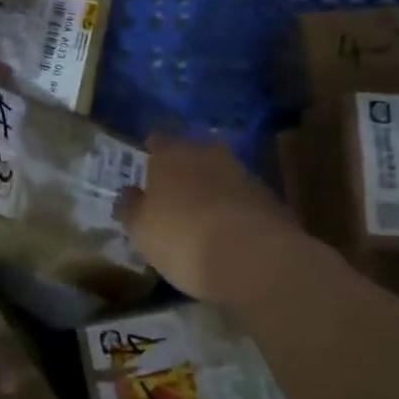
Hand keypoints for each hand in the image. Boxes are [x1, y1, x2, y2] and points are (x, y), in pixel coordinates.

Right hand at [116, 135, 300, 307]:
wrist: (255, 259)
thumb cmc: (184, 238)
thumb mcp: (142, 230)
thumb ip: (131, 207)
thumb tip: (128, 193)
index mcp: (172, 153)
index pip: (158, 140)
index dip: (151, 153)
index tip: (146, 171)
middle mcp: (209, 152)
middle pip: (192, 154)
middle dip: (184, 170)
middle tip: (174, 194)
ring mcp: (243, 172)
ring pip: (220, 174)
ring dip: (212, 189)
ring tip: (202, 217)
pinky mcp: (270, 197)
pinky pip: (242, 198)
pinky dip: (235, 209)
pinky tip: (230, 233)